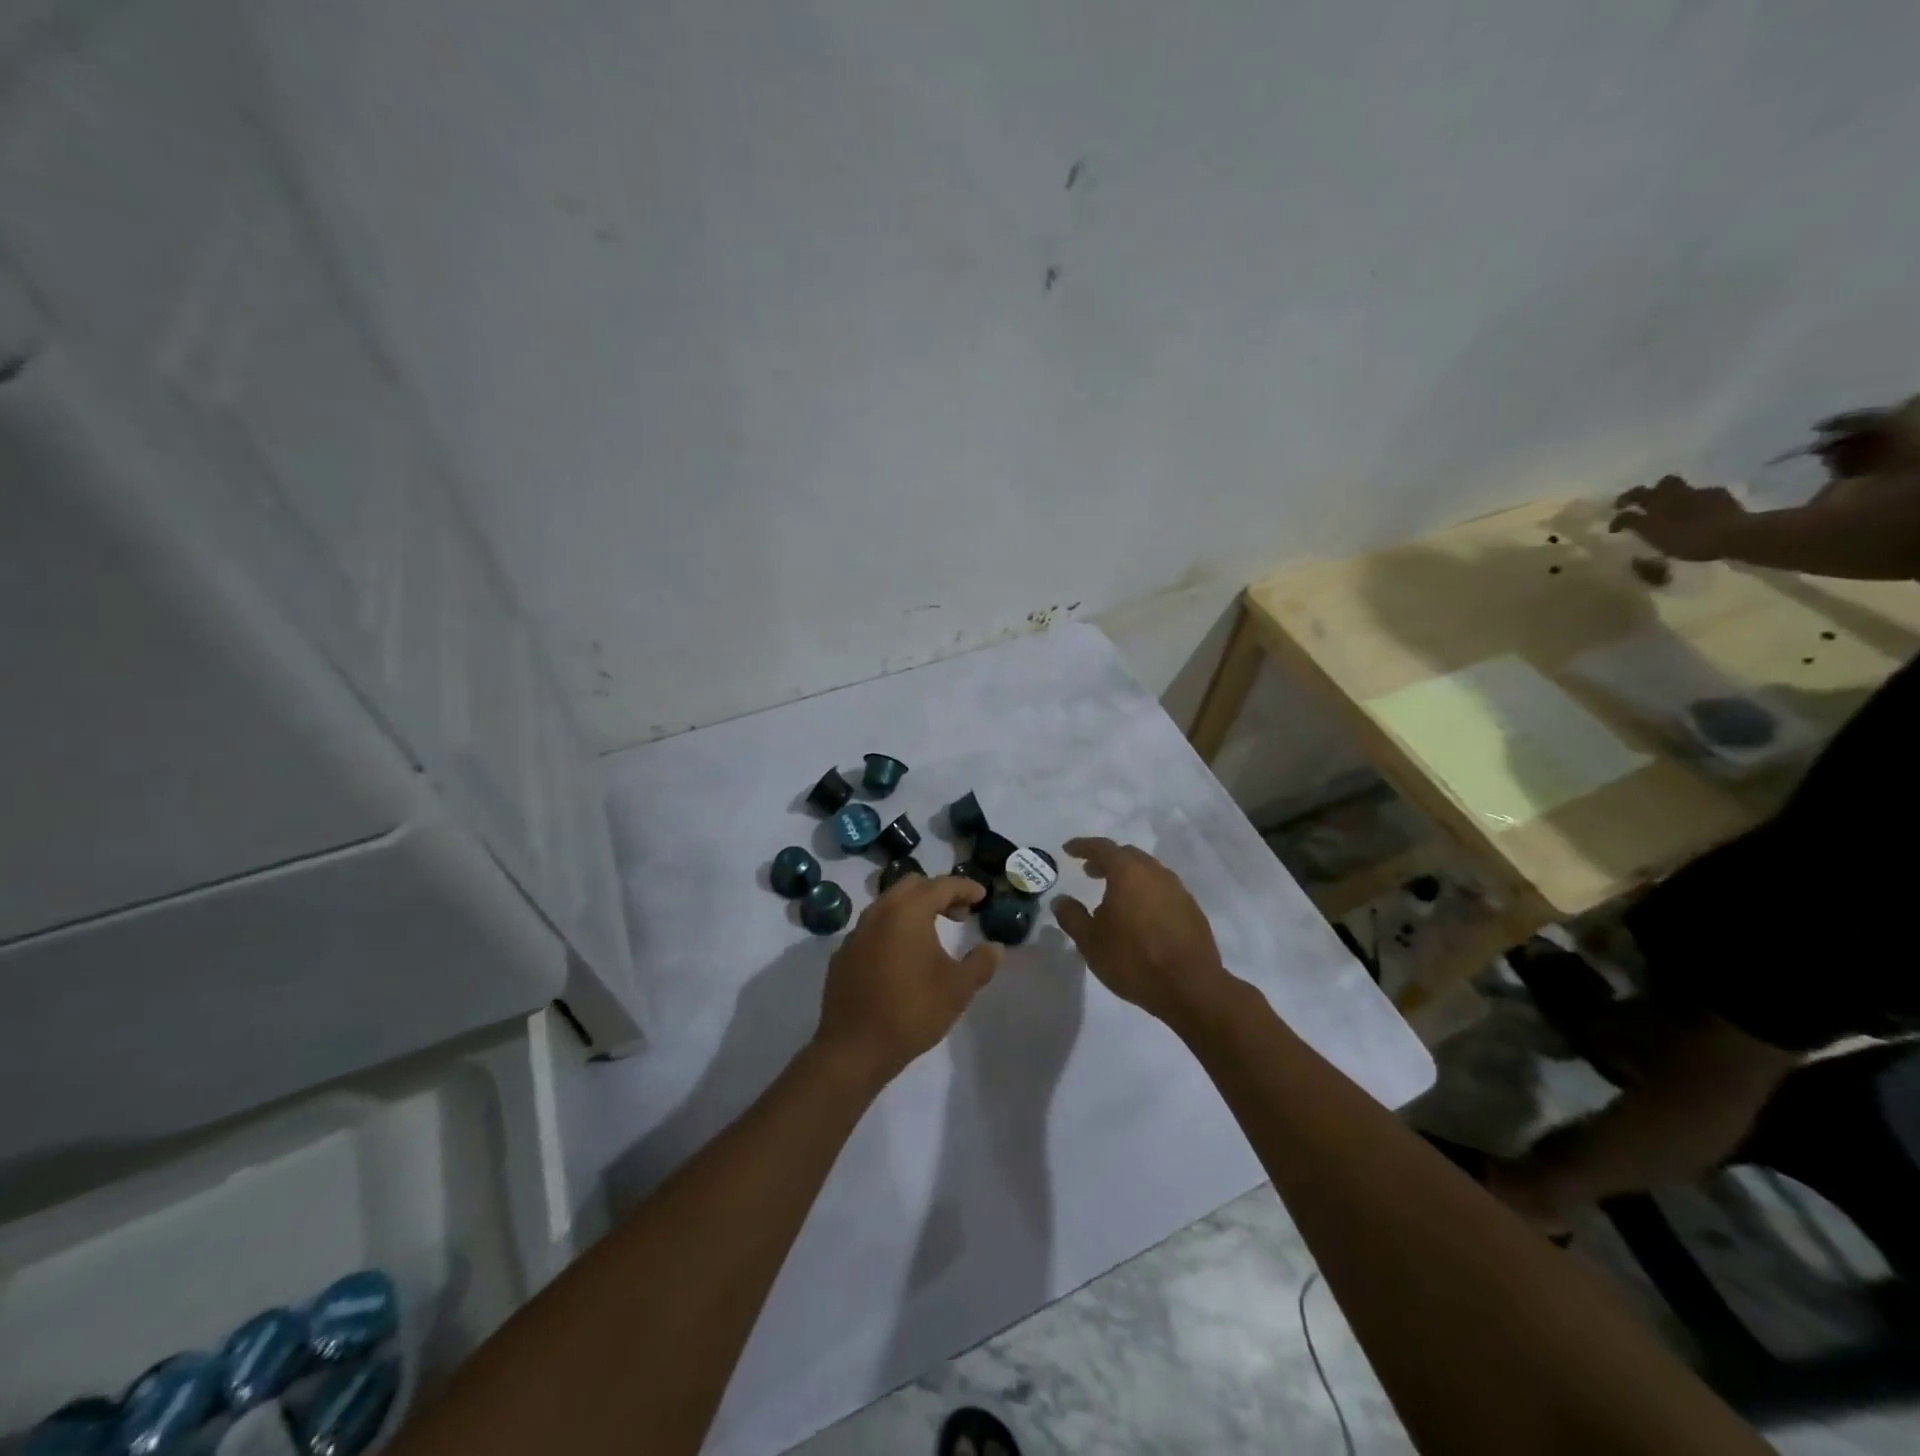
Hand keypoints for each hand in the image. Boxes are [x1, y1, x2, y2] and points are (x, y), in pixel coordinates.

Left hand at [812, 875, 1000, 1086]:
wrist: (853, 1048)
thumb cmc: (912, 1011)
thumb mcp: (958, 989)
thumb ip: (981, 963)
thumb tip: (994, 948)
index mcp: (908, 912)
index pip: (941, 886)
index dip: (965, 888)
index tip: (982, 896)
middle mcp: (879, 912)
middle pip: (912, 886)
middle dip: (938, 893)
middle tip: (959, 914)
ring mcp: (856, 932)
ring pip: (889, 905)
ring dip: (914, 910)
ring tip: (933, 934)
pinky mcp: (843, 954)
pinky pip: (873, 928)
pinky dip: (893, 929)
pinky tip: (902, 957)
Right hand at [1052, 838, 1237, 1028]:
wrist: (1190, 987)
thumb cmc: (1133, 959)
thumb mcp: (1090, 942)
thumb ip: (1072, 916)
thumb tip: (1061, 900)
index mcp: (1128, 873)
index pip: (1102, 847)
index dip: (1083, 846)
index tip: (1069, 850)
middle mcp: (1156, 873)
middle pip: (1128, 855)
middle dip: (1107, 860)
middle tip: (1090, 871)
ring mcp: (1178, 890)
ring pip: (1148, 871)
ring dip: (1128, 876)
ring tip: (1113, 896)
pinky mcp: (1192, 909)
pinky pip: (1163, 890)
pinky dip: (1146, 892)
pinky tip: (1140, 915)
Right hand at [1609, 475, 1746, 561]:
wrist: (1735, 534)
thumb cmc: (1692, 542)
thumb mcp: (1660, 543)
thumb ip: (1644, 531)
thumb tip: (1631, 524)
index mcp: (1651, 511)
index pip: (1625, 514)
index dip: (1617, 520)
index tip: (1614, 529)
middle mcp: (1668, 498)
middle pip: (1645, 490)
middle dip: (1635, 496)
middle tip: (1633, 504)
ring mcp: (1693, 493)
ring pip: (1673, 485)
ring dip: (1666, 492)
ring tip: (1668, 503)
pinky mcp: (1715, 493)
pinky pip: (1701, 493)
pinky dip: (1696, 499)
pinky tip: (1701, 509)